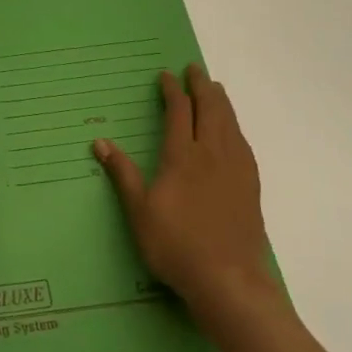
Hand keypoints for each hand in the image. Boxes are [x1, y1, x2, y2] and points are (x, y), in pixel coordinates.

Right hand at [94, 65, 276, 317]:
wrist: (228, 281)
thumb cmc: (176, 246)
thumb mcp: (139, 211)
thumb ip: (122, 174)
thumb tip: (100, 142)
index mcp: (182, 157)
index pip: (178, 112)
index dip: (172, 91)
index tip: (166, 75)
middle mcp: (211, 155)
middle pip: (210, 110)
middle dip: (201, 87)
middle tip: (195, 70)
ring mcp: (235, 170)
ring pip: (230, 124)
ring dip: (222, 102)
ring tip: (216, 89)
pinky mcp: (250, 187)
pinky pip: (244, 145)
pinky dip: (236, 128)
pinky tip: (235, 132)